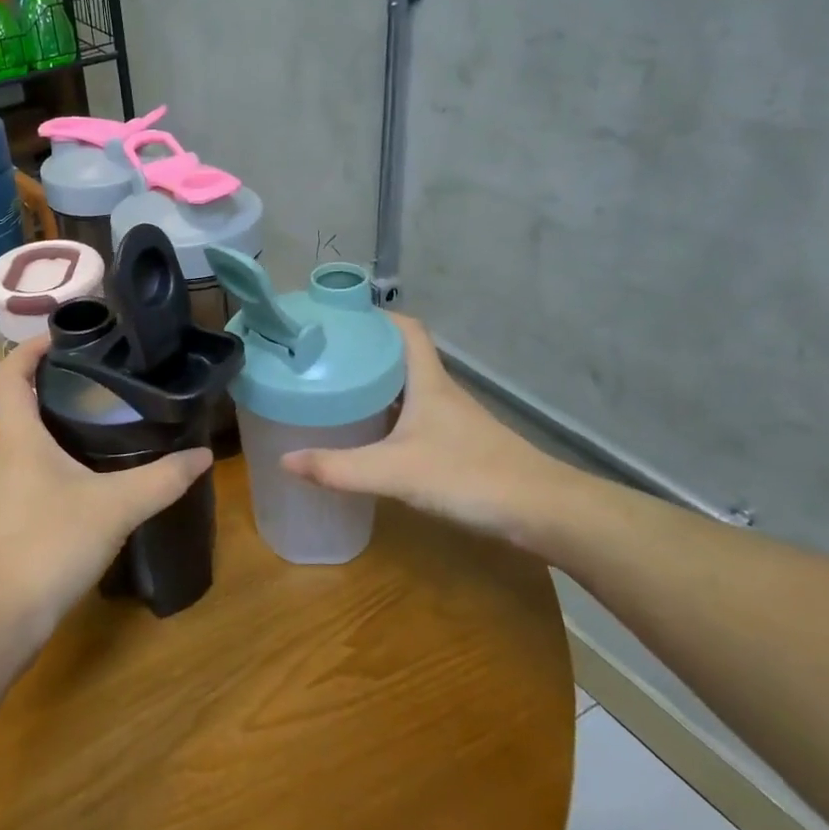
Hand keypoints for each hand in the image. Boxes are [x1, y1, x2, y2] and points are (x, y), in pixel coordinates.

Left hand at [0, 335, 212, 642]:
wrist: (0, 617)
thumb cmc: (48, 544)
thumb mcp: (115, 506)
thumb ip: (161, 480)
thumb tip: (202, 455)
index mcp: (19, 437)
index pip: (11, 373)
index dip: (31, 347)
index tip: (63, 336)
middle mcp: (6, 456)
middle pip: (21, 403)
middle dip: (56, 383)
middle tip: (103, 377)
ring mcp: (6, 490)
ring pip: (30, 441)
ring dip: (59, 423)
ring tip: (106, 419)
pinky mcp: (14, 519)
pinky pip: (36, 473)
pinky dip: (61, 460)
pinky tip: (94, 477)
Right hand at [281, 315, 582, 546]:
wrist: (544, 512)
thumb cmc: (470, 476)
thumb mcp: (395, 471)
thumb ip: (339, 468)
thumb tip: (284, 460)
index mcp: (428, 382)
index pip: (405, 329)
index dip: (374, 316)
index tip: (337, 317)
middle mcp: (440, 392)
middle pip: (400, 357)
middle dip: (363, 351)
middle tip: (321, 355)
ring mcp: (451, 420)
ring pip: (407, 388)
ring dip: (375, 383)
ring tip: (334, 388)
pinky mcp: (458, 446)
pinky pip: (414, 416)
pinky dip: (388, 415)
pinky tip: (369, 434)